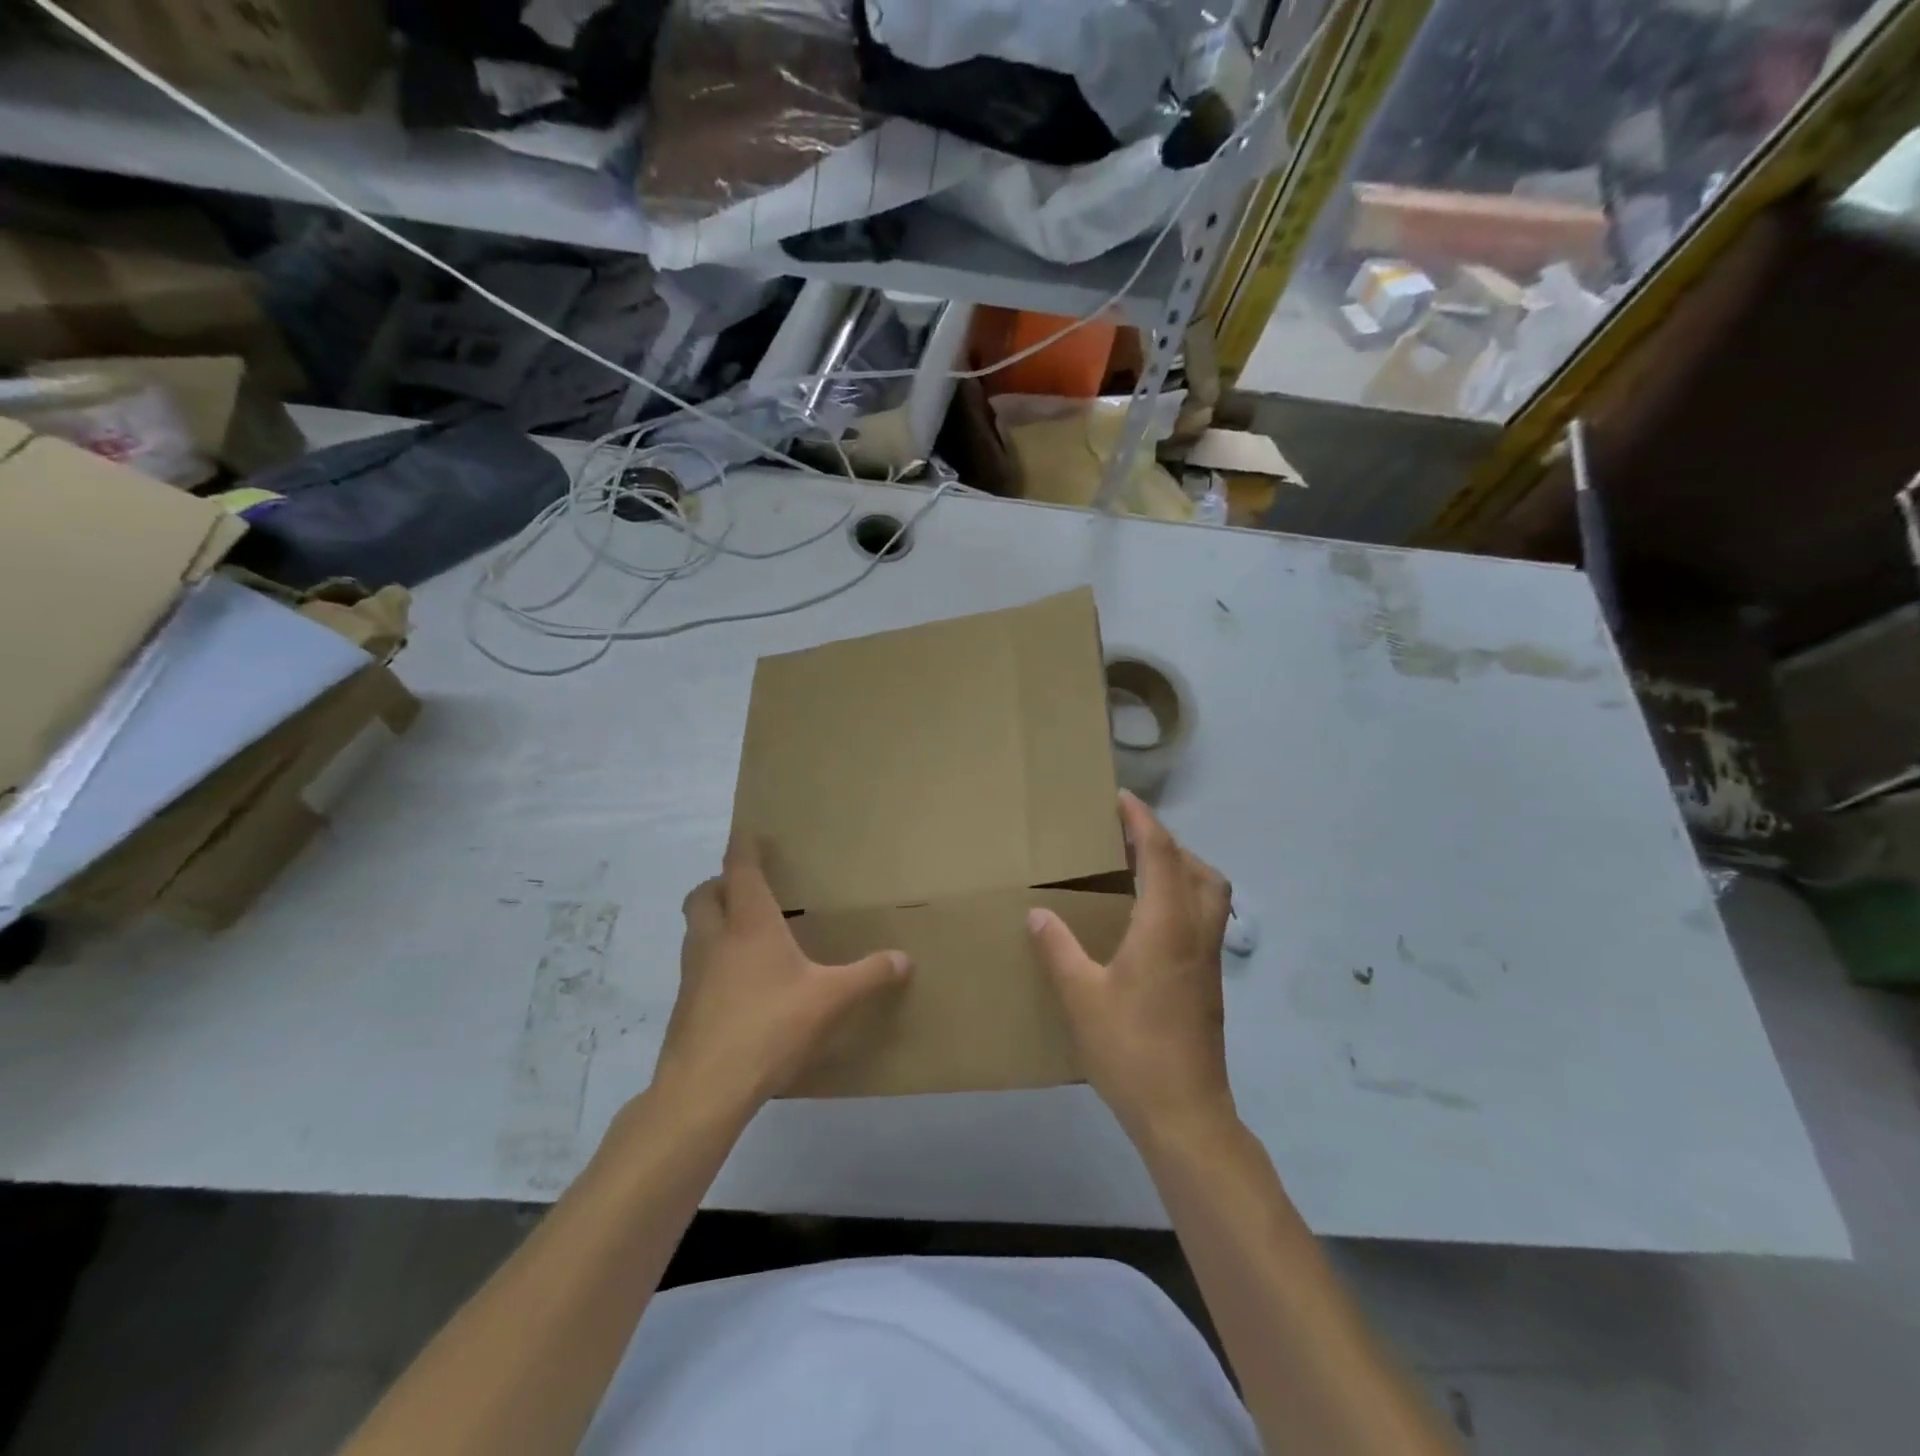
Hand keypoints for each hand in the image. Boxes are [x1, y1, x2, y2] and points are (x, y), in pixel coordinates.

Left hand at [655, 835, 911, 1114]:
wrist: (704, 1089)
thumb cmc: (770, 1026)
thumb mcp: (831, 1000)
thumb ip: (869, 975)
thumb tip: (905, 959)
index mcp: (749, 924)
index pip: (740, 870)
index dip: (744, 847)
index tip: (749, 832)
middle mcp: (715, 939)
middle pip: (703, 895)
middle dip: (720, 883)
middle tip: (746, 889)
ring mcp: (693, 973)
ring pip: (695, 930)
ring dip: (713, 921)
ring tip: (745, 935)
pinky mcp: (685, 1006)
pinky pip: (696, 967)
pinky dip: (713, 960)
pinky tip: (739, 986)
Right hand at [1028, 792, 1234, 1140]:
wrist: (1184, 1113)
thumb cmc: (1131, 1049)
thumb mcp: (1081, 997)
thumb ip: (1058, 949)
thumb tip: (1038, 914)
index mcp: (1166, 926)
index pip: (1160, 854)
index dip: (1142, 822)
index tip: (1121, 800)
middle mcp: (1195, 933)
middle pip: (1199, 869)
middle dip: (1168, 843)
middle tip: (1129, 840)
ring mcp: (1208, 960)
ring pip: (1210, 894)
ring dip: (1182, 870)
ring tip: (1141, 874)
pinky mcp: (1210, 983)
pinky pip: (1205, 918)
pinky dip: (1183, 899)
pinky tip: (1149, 922)